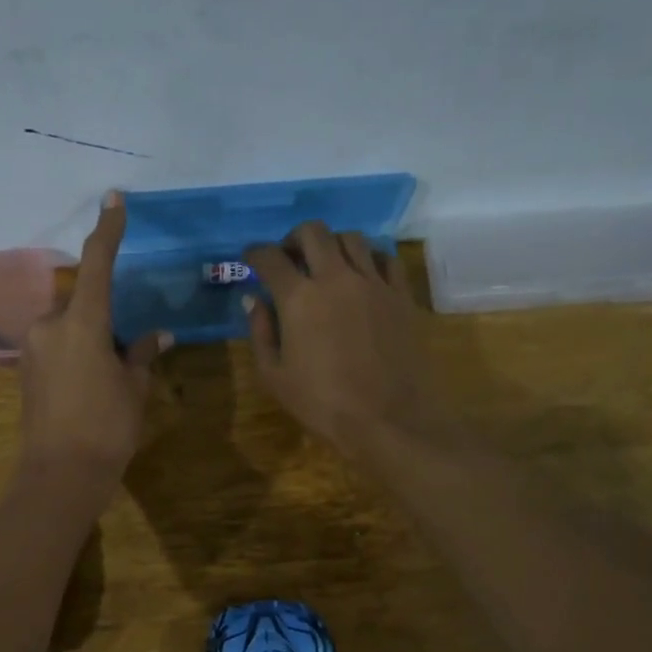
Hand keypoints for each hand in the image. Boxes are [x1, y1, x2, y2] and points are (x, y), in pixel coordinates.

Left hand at [15, 192, 169, 499]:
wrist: (60, 475)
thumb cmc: (107, 427)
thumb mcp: (134, 388)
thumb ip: (143, 354)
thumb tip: (157, 335)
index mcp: (82, 322)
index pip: (97, 264)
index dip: (108, 230)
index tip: (114, 199)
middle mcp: (49, 325)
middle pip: (81, 300)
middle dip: (103, 313)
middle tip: (127, 347)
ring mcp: (32, 347)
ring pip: (67, 324)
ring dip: (89, 334)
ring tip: (111, 373)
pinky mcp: (25, 368)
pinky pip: (55, 344)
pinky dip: (75, 351)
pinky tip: (90, 383)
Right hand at [244, 222, 446, 456]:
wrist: (389, 419)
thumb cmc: (322, 403)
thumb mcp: (275, 376)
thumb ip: (260, 331)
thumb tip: (254, 299)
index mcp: (299, 298)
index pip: (270, 258)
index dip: (255, 254)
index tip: (250, 259)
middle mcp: (336, 278)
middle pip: (312, 232)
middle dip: (293, 238)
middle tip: (289, 257)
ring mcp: (374, 283)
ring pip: (351, 238)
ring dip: (331, 244)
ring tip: (327, 264)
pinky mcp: (401, 295)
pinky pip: (385, 258)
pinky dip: (368, 258)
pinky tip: (362, 275)